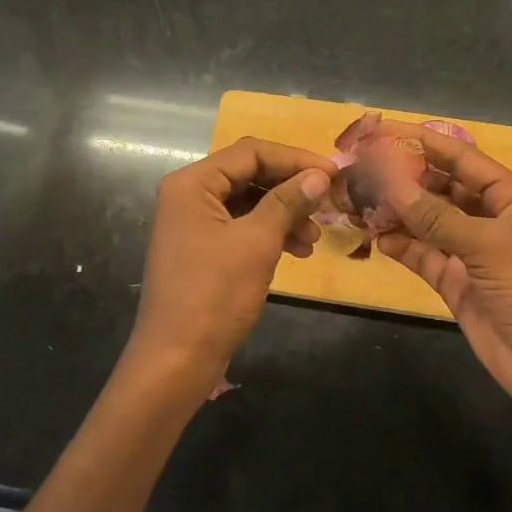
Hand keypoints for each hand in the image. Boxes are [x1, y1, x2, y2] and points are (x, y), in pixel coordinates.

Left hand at [126, 137, 334, 390]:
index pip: (251, 152)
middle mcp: (189, 195)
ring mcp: (194, 223)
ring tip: (314, 237)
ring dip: (285, 214)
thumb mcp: (257, 242)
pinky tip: (298, 251)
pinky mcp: (203, 249)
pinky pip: (242, 227)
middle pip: (250, 175)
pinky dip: (271, 234)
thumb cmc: (215, 294)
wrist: (177, 358)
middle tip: (329, 204)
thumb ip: (288, 202)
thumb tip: (320, 175)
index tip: (334, 174)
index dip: (295, 159)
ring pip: (250, 203)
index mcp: (192, 183)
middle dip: (291, 188)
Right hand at [376, 127, 511, 423]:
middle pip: (442, 189)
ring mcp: (472, 252)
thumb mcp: (487, 245)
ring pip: (428, 223)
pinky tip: (376, 237)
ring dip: (398, 213)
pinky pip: (424, 255)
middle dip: (406, 179)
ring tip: (360, 201)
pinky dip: (402, 246)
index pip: (463, 159)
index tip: (387, 131)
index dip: (427, 143)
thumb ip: (436, 217)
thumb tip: (391, 186)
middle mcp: (490, 219)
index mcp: (511, 198)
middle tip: (363, 168)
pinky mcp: (456, 282)